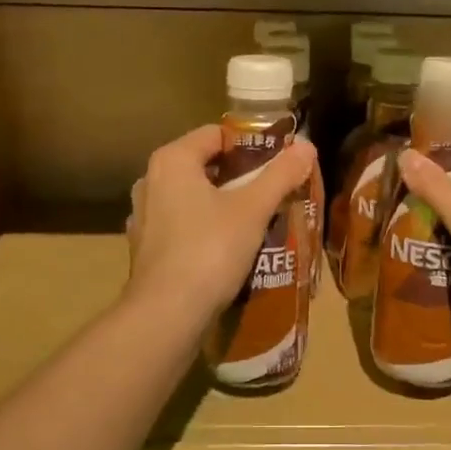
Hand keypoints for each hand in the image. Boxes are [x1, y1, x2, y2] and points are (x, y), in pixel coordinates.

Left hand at [126, 125, 316, 320]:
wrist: (166, 314)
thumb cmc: (210, 250)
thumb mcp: (253, 209)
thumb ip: (280, 175)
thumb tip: (306, 145)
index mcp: (172, 160)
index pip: (215, 134)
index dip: (249, 144)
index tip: (277, 163)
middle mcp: (151, 181)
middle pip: (204, 166)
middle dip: (239, 177)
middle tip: (272, 192)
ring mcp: (144, 217)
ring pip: (192, 198)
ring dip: (221, 204)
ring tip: (255, 221)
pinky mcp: (145, 248)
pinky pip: (181, 226)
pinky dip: (204, 229)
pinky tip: (226, 249)